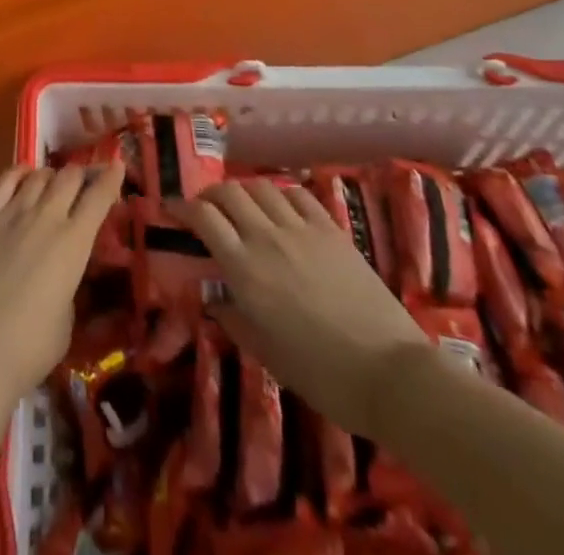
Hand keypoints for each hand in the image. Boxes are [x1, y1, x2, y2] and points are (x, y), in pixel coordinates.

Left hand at [0, 164, 122, 401]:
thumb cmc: (28, 347)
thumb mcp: (65, 321)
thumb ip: (67, 288)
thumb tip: (59, 276)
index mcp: (74, 243)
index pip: (98, 198)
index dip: (110, 178)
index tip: (116, 166)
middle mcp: (46, 218)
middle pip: (69, 177)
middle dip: (80, 175)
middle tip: (83, 181)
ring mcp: (11, 213)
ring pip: (38, 176)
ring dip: (50, 176)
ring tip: (51, 183)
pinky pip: (3, 182)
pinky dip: (17, 173)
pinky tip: (21, 175)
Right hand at [178, 179, 423, 434]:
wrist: (390, 373)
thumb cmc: (322, 375)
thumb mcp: (267, 355)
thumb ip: (234, 319)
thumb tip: (216, 299)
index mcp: (245, 269)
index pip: (204, 217)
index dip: (183, 207)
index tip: (173, 210)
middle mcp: (267, 238)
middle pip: (228, 192)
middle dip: (211, 195)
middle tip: (206, 208)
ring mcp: (301, 229)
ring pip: (261, 186)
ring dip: (244, 191)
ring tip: (242, 206)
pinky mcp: (331, 229)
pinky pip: (298, 194)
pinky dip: (281, 193)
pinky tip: (281, 207)